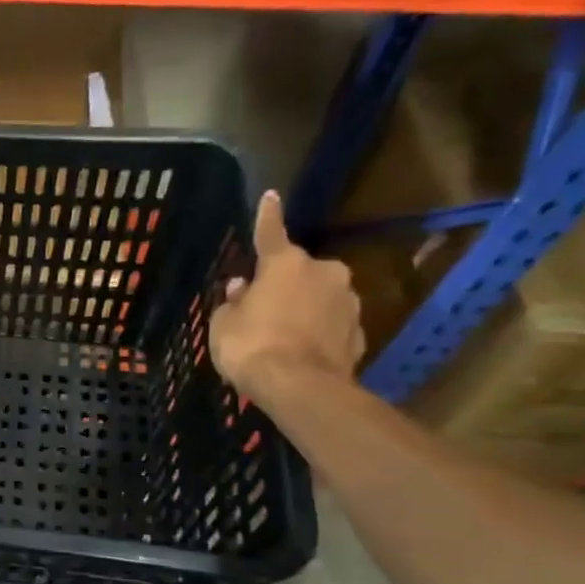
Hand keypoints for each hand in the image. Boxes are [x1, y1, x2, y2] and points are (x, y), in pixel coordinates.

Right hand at [209, 190, 363, 402]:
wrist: (300, 388)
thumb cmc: (251, 346)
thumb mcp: (224, 324)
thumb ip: (234, 302)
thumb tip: (242, 290)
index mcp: (285, 264)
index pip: (271, 232)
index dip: (267, 215)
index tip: (271, 195)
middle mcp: (324, 273)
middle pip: (300, 272)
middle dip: (285, 284)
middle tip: (264, 306)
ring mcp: (348, 302)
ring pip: (320, 298)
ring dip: (304, 309)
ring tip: (283, 335)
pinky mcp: (360, 333)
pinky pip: (332, 326)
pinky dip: (318, 333)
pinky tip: (302, 352)